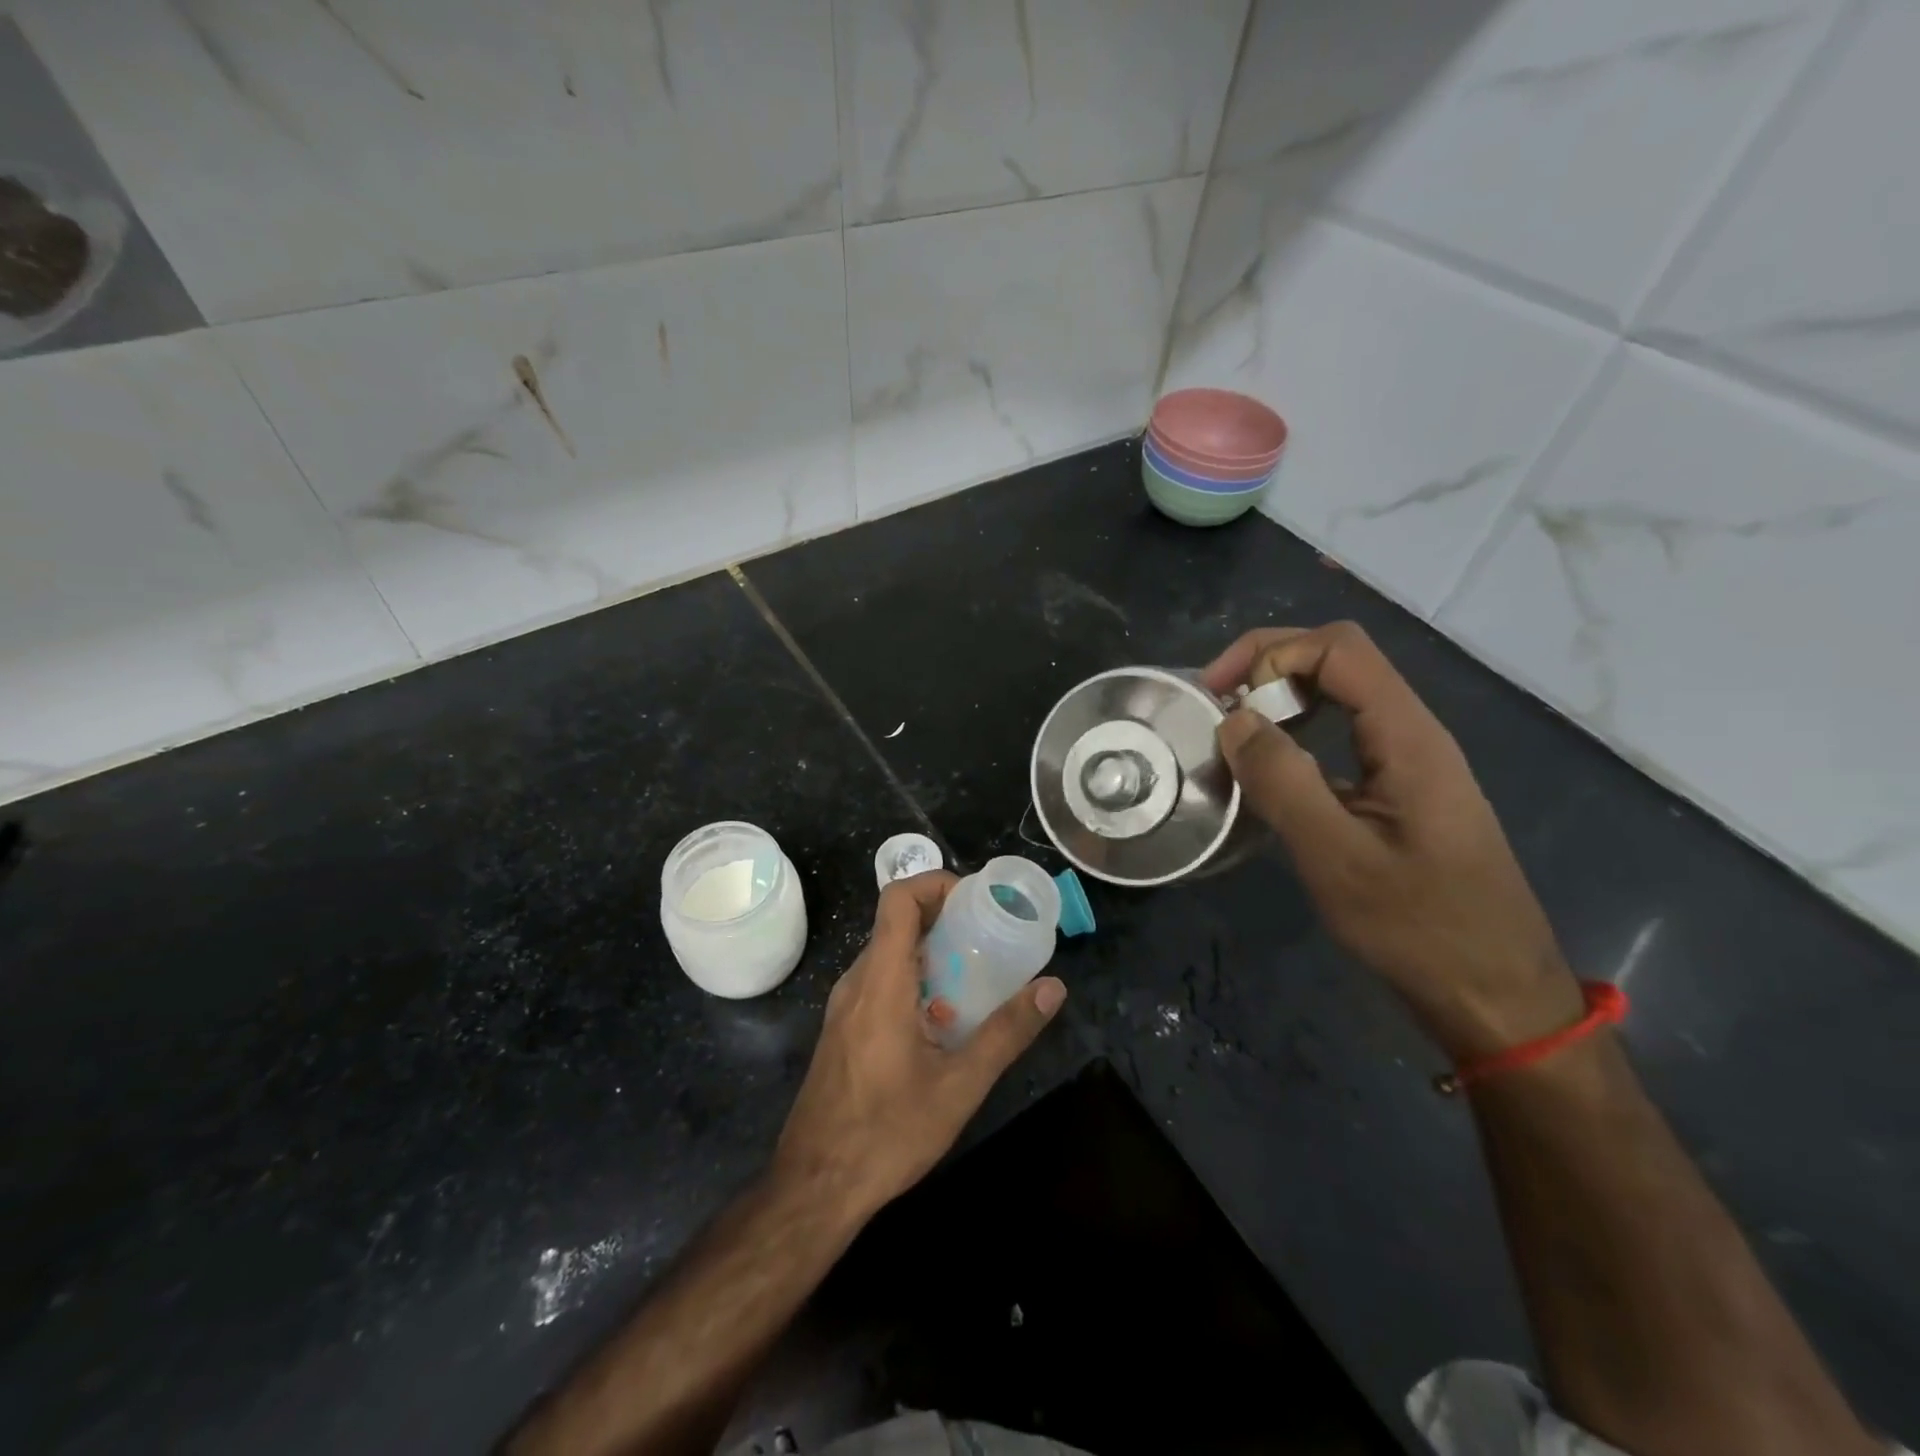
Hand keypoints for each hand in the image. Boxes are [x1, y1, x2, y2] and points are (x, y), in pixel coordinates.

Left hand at [772, 872, 1066, 1220]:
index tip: (976, 900)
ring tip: (975, 974)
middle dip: (944, 918)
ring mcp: (844, 1007)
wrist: (814, 1187)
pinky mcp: (843, 1029)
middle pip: (896, 922)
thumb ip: (1007, 1032)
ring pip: (888, 954)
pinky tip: (943, 1020)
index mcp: (881, 981)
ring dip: (930, 952)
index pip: (898, 899)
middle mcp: (857, 982)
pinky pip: (880, 982)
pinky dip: (914, 979)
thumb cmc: (887, 1133)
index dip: (936, 883)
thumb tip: (1053, 988)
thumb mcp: (959, 1085)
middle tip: (989, 936)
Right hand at [1205, 622, 1582, 1059]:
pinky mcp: (1400, 791)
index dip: (1269, 652)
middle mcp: (1412, 734)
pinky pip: (1342, 737)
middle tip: (1216, 706)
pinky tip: (1268, 773)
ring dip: (1281, 701)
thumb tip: (1234, 719)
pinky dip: (1296, 736)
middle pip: (1338, 660)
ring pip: (1340, 697)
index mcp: (1406, 736)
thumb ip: (1283, 781)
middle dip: (1269, 667)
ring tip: (1231, 735)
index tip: (1216, 694)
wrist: (1494, 994)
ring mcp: (1409, 762)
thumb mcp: (1337, 857)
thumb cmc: (1419, 927)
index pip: (1337, 648)